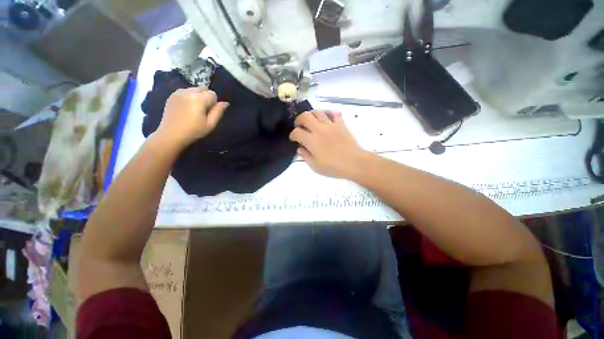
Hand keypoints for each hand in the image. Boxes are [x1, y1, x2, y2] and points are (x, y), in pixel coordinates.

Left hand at [155, 87, 228, 147]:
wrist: (171, 135)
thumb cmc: (194, 131)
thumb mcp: (210, 124)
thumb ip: (218, 112)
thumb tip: (225, 103)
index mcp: (199, 99)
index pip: (213, 94)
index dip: (214, 103)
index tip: (210, 112)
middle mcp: (188, 92)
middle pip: (203, 88)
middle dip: (206, 97)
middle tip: (203, 110)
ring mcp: (178, 92)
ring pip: (194, 89)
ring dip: (197, 96)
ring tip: (194, 109)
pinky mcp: (172, 95)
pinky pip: (185, 91)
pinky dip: (188, 96)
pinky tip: (186, 108)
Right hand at [289, 111, 370, 178]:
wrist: (354, 163)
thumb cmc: (333, 167)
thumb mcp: (315, 166)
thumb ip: (305, 156)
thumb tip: (300, 148)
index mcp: (311, 141)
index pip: (297, 132)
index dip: (292, 135)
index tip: (293, 139)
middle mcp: (319, 129)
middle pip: (305, 116)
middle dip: (299, 120)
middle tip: (299, 126)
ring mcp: (330, 125)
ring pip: (317, 112)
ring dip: (311, 115)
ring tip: (311, 121)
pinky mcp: (340, 124)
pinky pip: (334, 113)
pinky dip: (328, 113)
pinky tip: (326, 117)